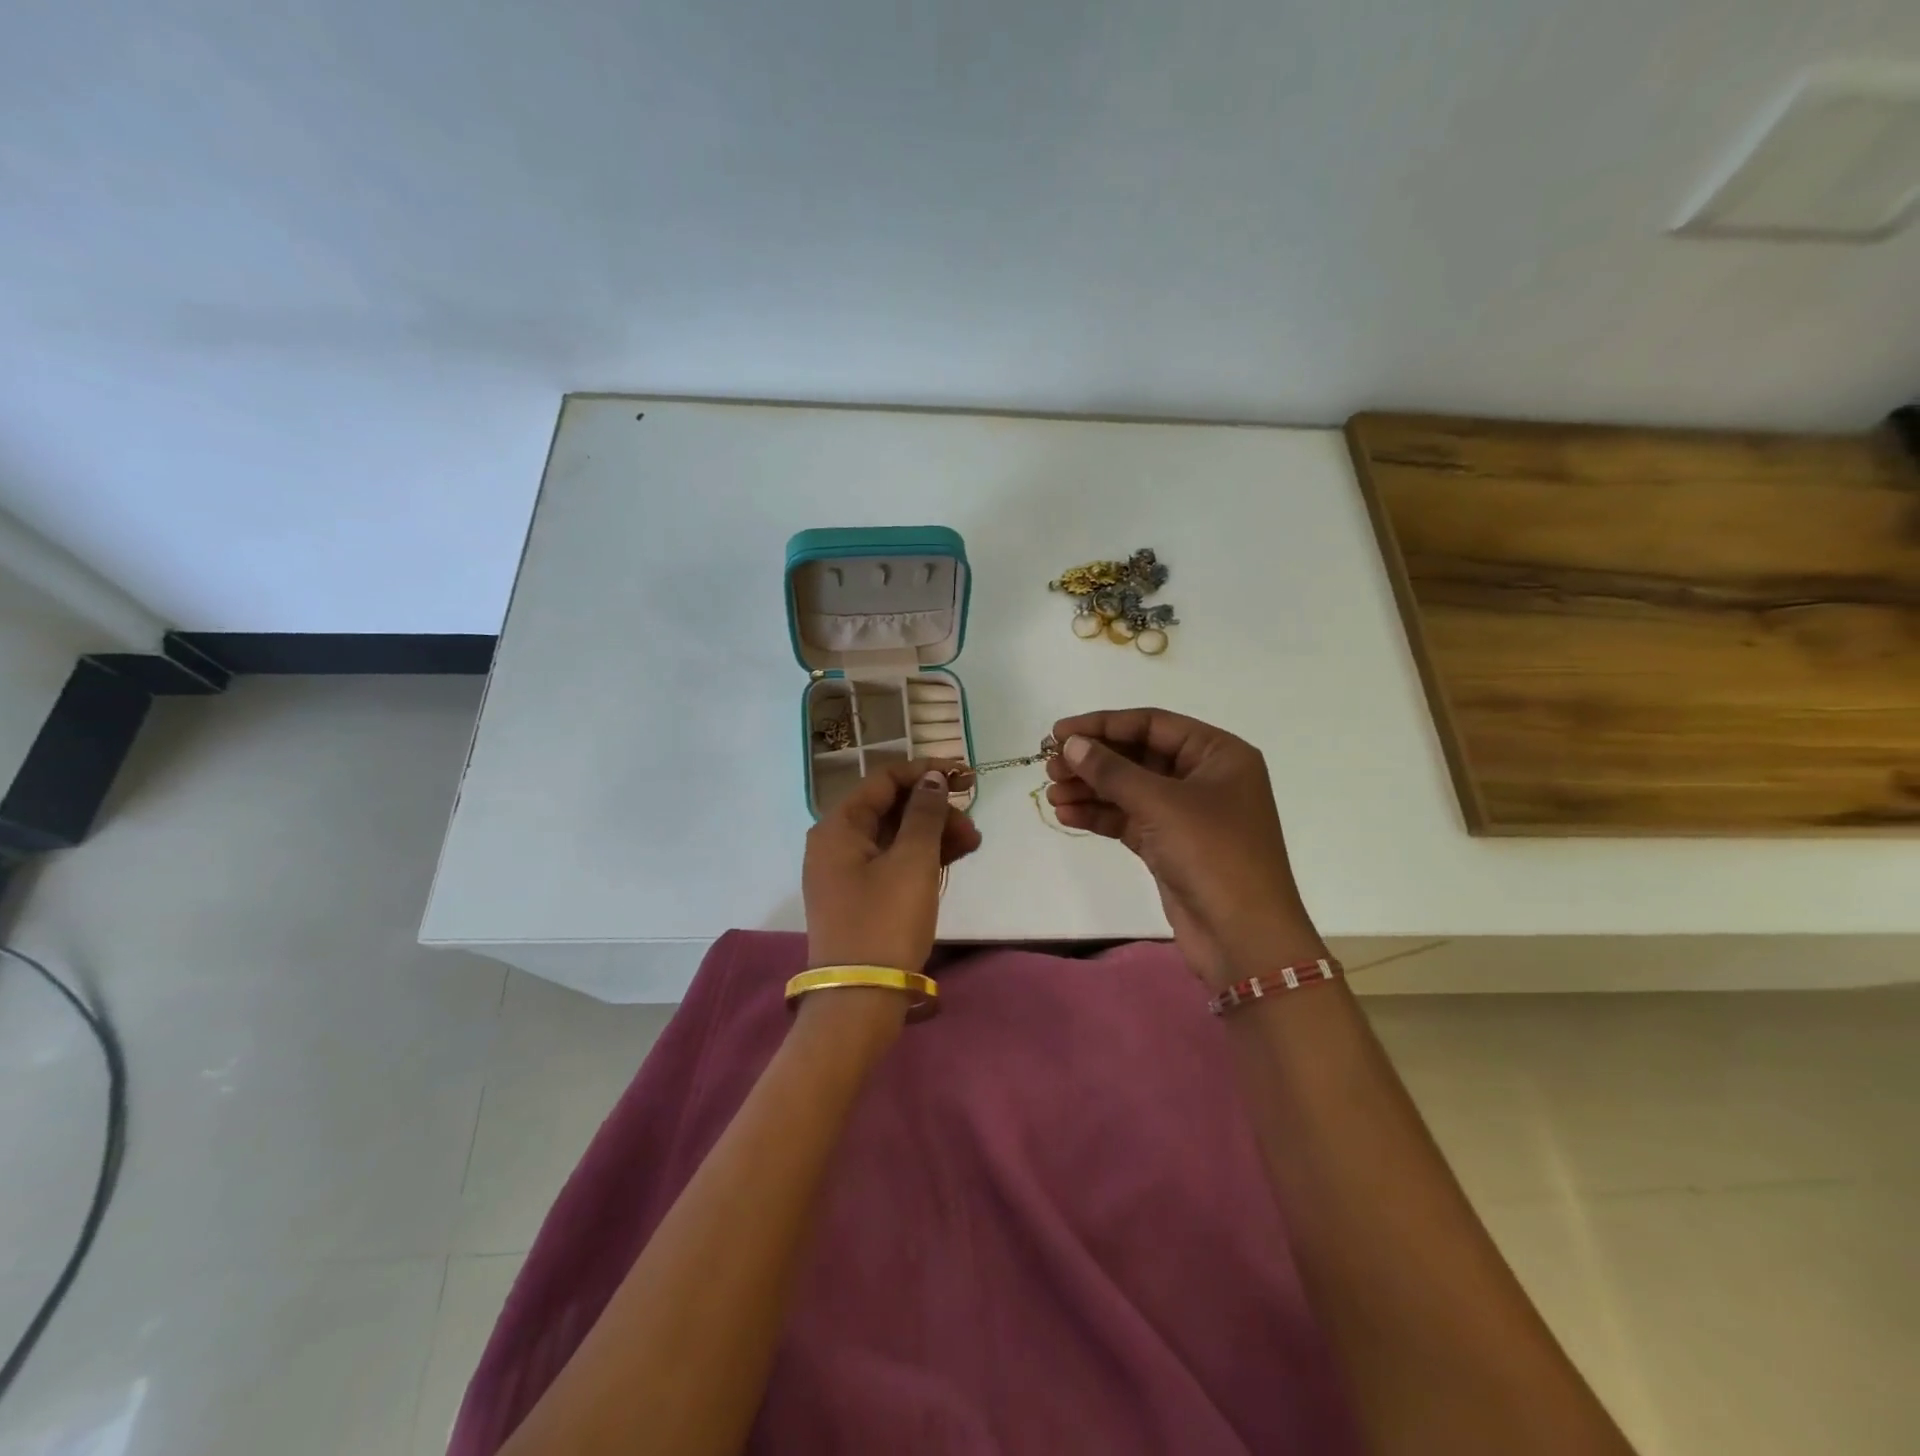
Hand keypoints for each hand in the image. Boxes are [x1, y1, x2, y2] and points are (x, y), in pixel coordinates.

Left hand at [803, 760, 981, 974]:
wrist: (861, 1000)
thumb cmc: (886, 921)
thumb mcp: (912, 861)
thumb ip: (925, 813)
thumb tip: (932, 777)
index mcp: (838, 826)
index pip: (884, 780)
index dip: (925, 772)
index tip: (964, 776)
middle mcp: (836, 843)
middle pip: (890, 808)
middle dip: (934, 809)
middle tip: (972, 823)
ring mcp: (846, 872)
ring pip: (895, 836)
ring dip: (934, 834)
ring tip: (973, 843)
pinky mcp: (860, 897)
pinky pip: (893, 862)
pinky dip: (922, 857)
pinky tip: (954, 858)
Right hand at [1047, 708, 1325, 988]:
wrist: (1243, 937)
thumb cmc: (1212, 854)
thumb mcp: (1160, 803)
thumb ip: (1112, 770)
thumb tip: (1072, 743)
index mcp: (1218, 754)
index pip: (1152, 724)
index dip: (1103, 724)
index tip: (1059, 732)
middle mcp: (1204, 778)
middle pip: (1138, 756)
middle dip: (1093, 761)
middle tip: (1050, 766)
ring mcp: (1187, 814)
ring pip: (1130, 790)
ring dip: (1090, 789)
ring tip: (1051, 794)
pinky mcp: (1170, 846)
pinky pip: (1129, 819)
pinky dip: (1100, 815)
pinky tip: (1067, 815)